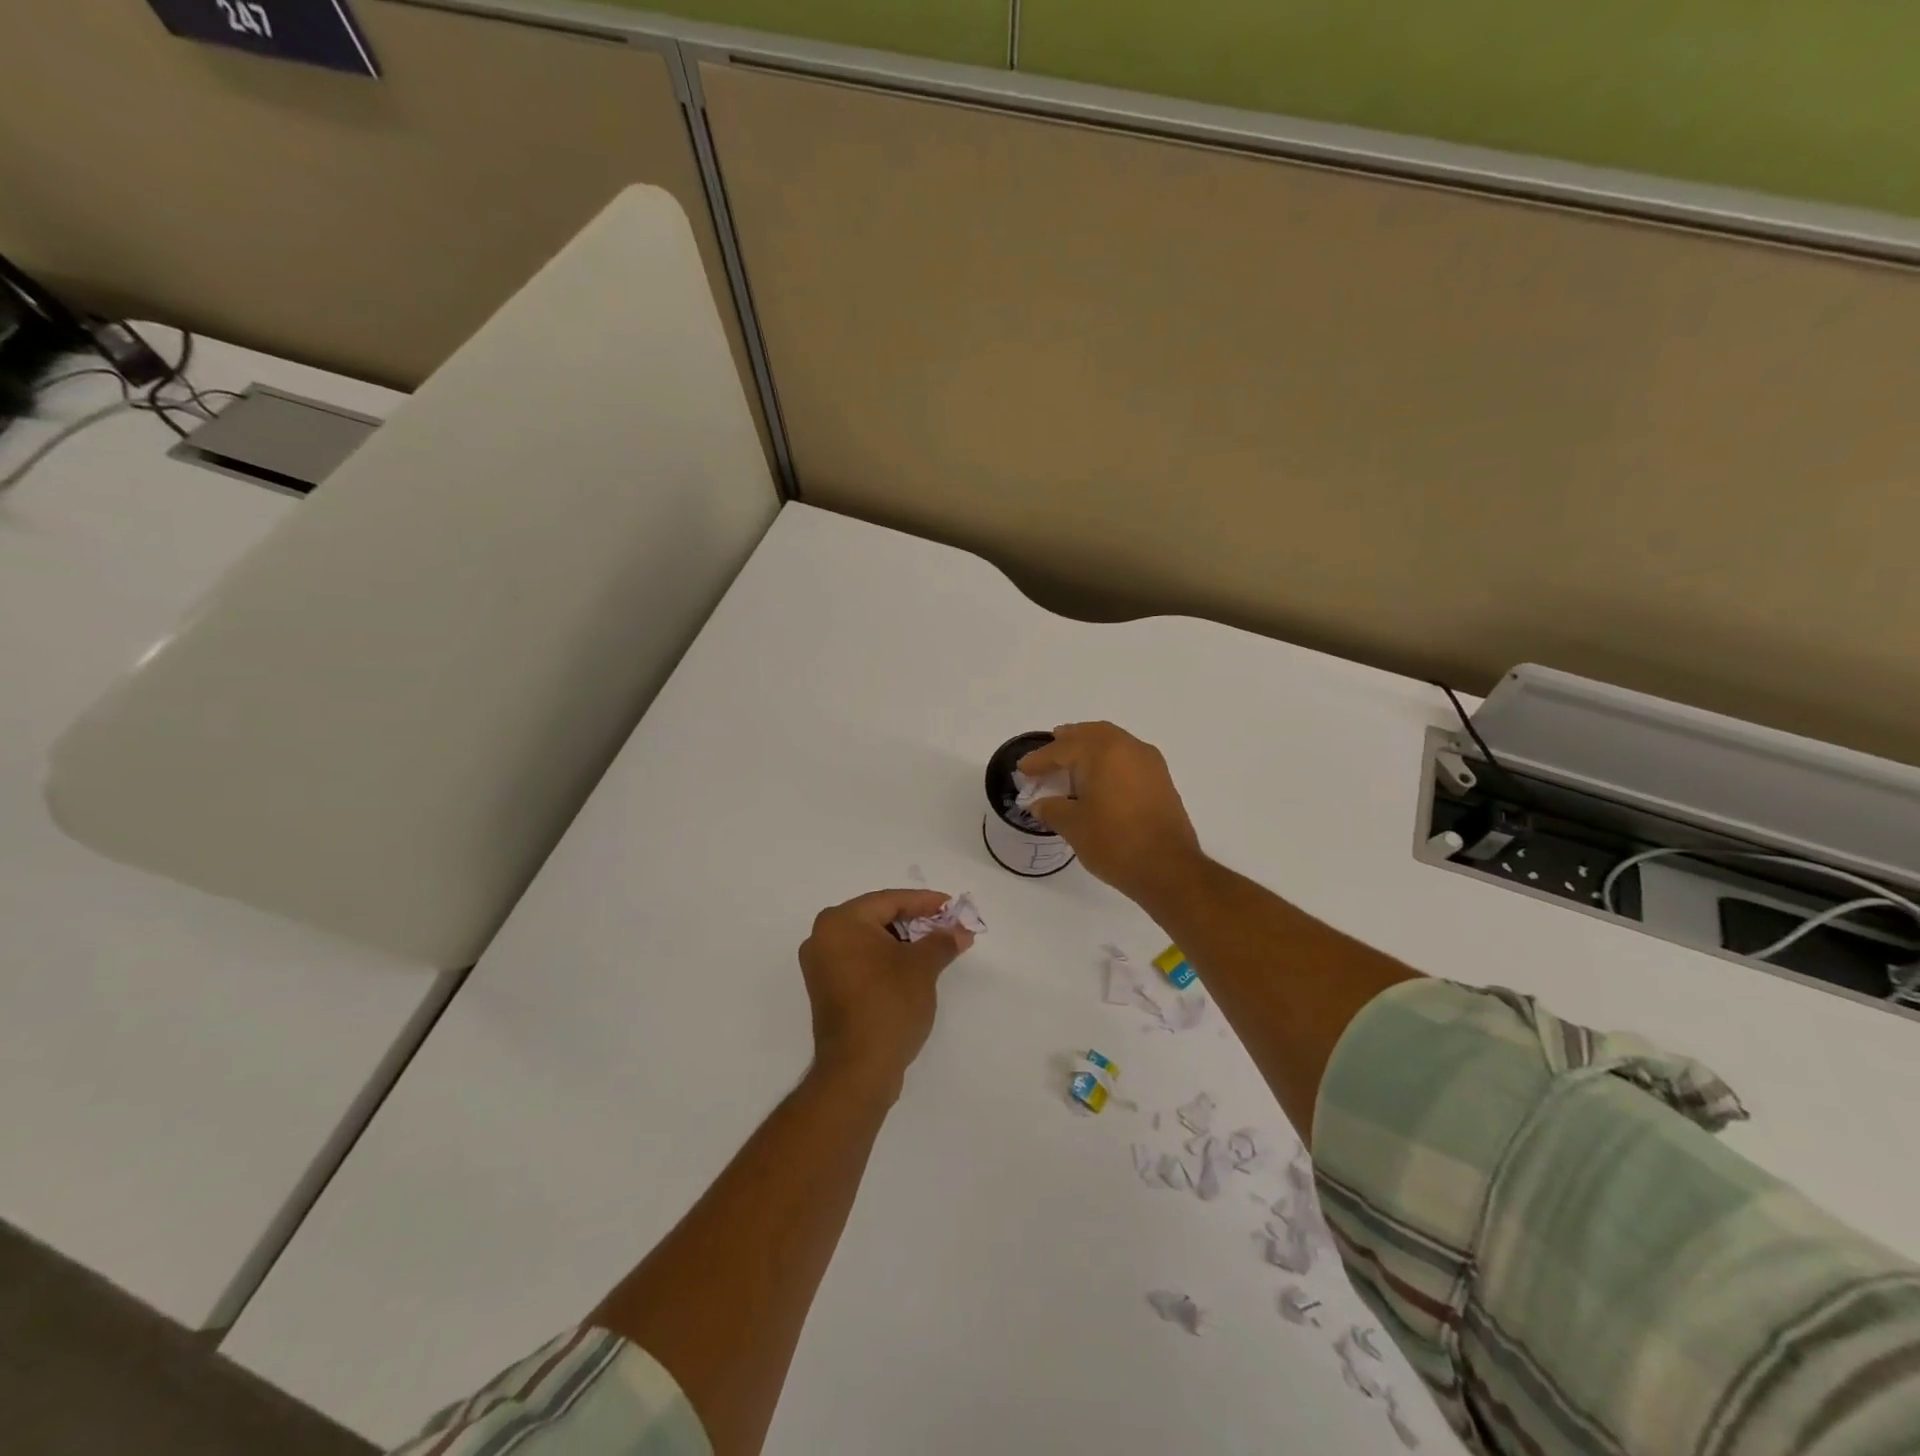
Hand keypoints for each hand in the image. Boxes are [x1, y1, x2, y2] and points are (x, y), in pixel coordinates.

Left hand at [798, 890, 973, 1096]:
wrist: (858, 1069)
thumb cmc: (888, 1004)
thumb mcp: (922, 967)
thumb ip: (942, 941)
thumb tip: (960, 931)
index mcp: (840, 922)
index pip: (889, 901)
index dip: (925, 902)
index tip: (952, 906)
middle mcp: (822, 937)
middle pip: (877, 918)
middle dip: (915, 922)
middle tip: (946, 926)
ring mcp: (821, 966)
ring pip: (869, 941)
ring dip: (902, 942)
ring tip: (936, 947)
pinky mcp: (827, 990)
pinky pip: (861, 961)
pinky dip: (886, 960)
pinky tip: (913, 967)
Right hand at [1018, 722, 1203, 904]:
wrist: (1168, 868)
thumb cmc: (1114, 842)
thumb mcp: (1073, 826)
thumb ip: (1051, 808)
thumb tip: (1039, 804)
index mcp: (1102, 751)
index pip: (1062, 749)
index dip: (1039, 759)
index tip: (1023, 769)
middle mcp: (1128, 747)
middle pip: (1090, 735)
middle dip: (1066, 743)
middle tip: (1047, 755)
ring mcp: (1149, 761)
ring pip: (1112, 743)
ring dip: (1089, 749)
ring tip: (1071, 764)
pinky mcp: (1161, 779)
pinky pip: (1127, 757)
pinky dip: (1108, 761)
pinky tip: (1098, 780)